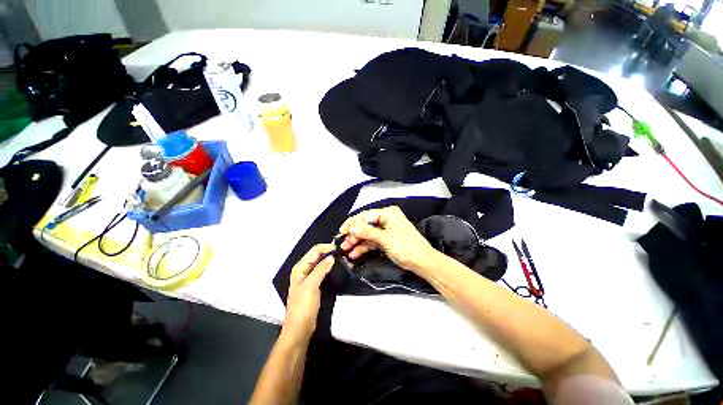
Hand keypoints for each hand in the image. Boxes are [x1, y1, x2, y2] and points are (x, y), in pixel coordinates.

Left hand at [282, 244, 334, 340]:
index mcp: (300, 267)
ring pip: (321, 262)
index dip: (326, 247)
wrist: (299, 329)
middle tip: (343, 252)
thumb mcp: (311, 286)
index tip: (339, 248)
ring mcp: (309, 277)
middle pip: (317, 255)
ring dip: (330, 259)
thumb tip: (332, 256)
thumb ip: (320, 270)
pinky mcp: (314, 284)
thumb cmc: (302, 307)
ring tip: (343, 258)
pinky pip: (322, 271)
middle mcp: (304, 270)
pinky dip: (329, 267)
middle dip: (329, 252)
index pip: (314, 250)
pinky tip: (337, 268)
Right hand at [339, 206, 437, 272]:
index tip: (342, 231)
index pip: (366, 215)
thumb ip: (367, 232)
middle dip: (354, 234)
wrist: (422, 262)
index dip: (353, 223)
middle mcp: (386, 219)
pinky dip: (364, 247)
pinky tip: (355, 253)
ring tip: (346, 250)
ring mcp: (385, 230)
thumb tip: (351, 228)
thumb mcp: (385, 238)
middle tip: (343, 243)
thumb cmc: (406, 246)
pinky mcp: (385, 240)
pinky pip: (372, 241)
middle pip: (365, 225)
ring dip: (357, 242)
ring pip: (367, 234)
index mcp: (388, 213)